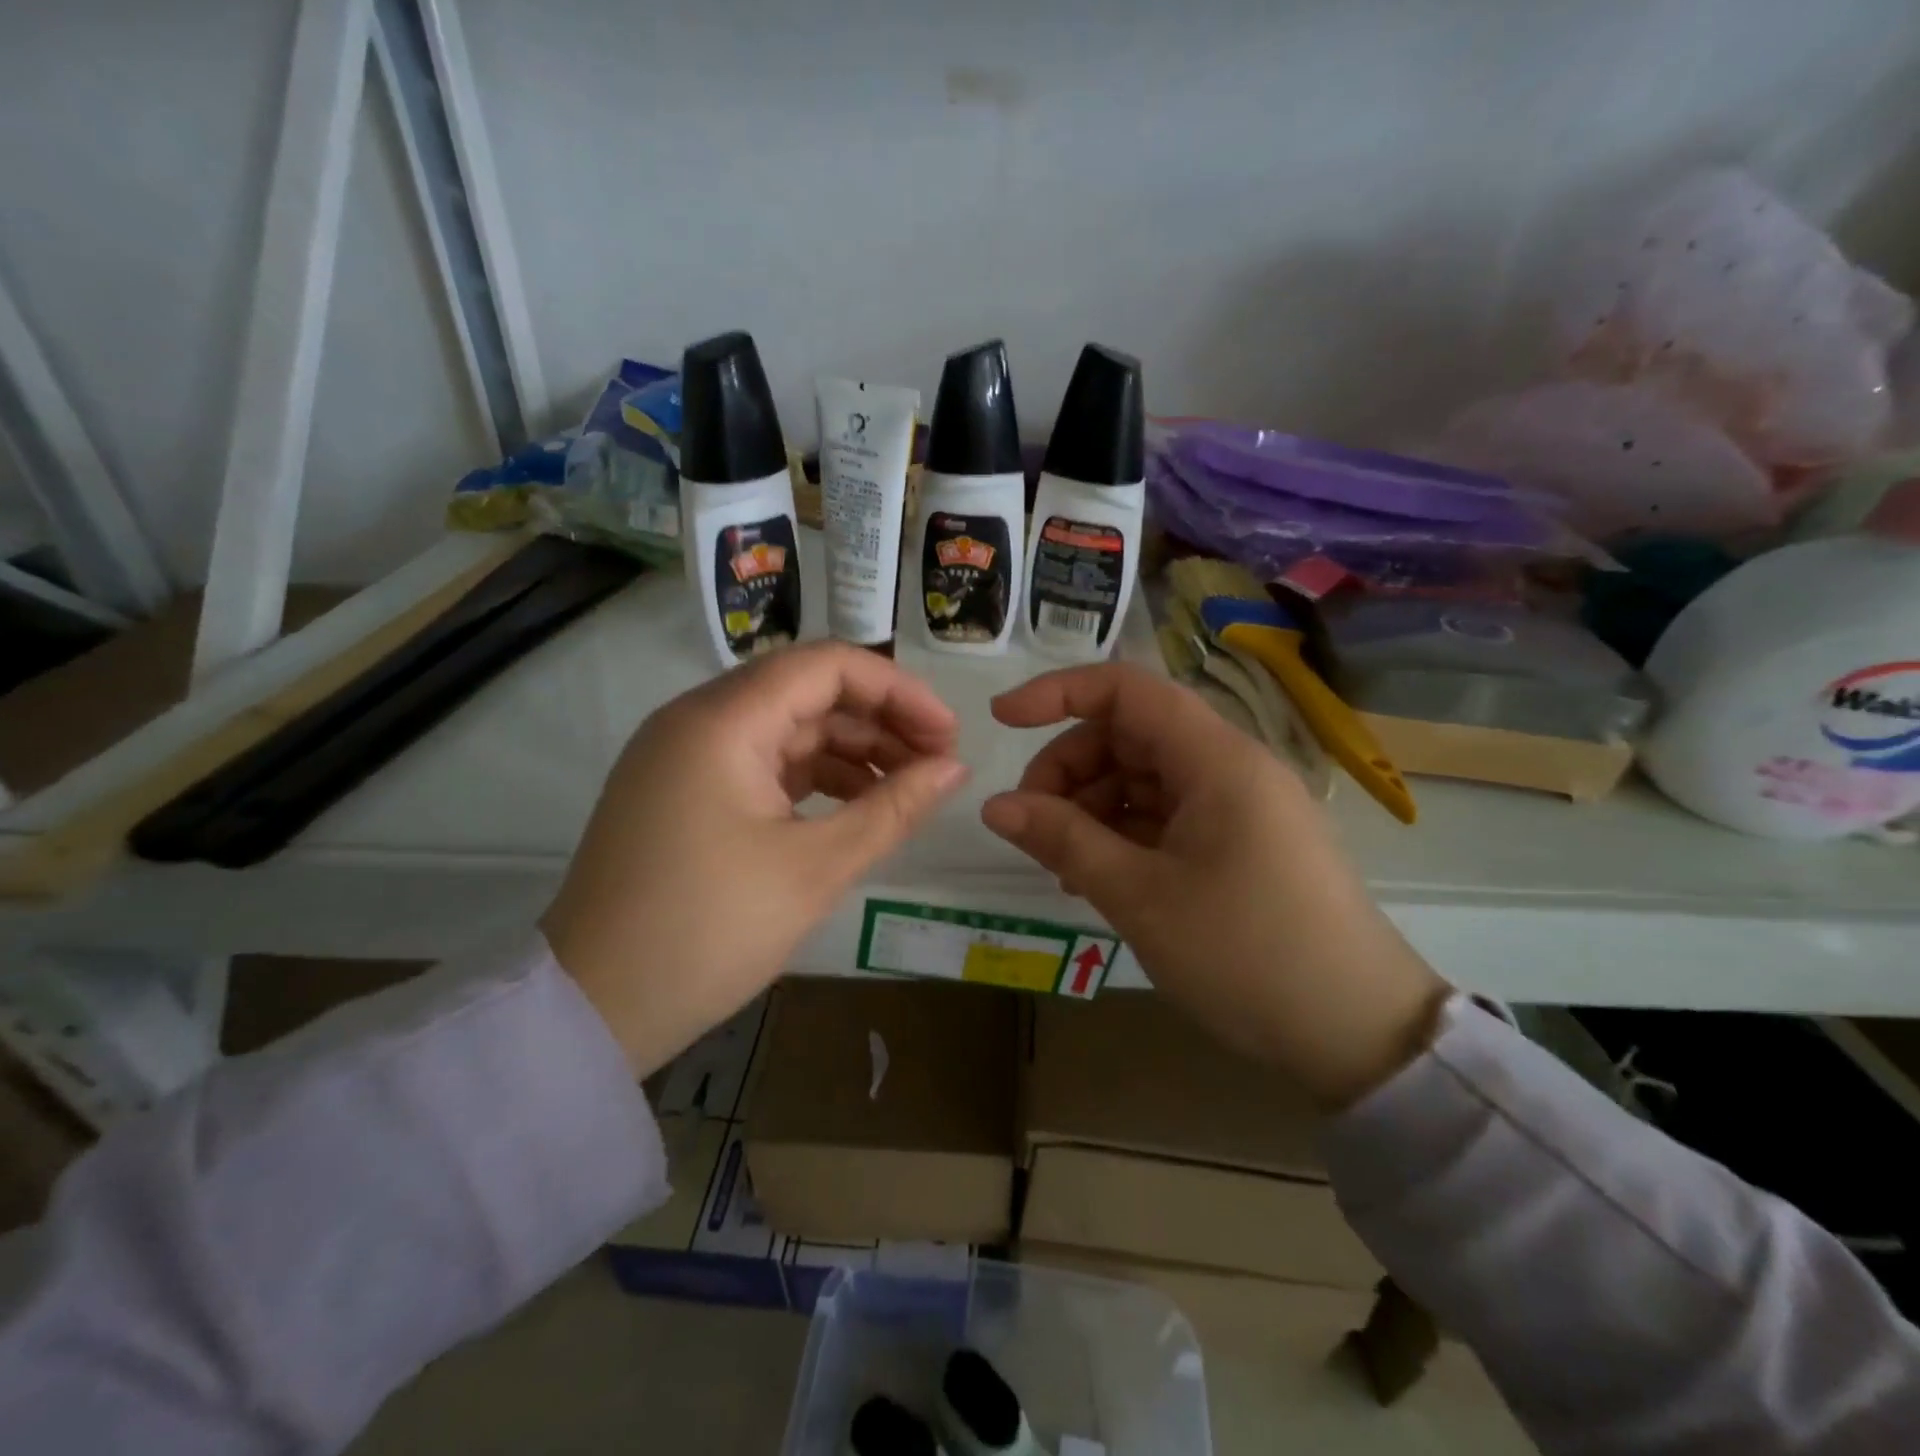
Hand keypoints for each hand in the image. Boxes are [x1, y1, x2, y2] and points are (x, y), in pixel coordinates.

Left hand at [544, 643, 968, 1075]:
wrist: (594, 1009)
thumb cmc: (708, 931)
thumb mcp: (815, 869)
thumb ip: (892, 808)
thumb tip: (954, 769)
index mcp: (723, 721)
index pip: (827, 666)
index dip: (898, 691)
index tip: (948, 735)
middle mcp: (698, 720)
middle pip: (807, 692)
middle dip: (880, 722)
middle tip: (938, 765)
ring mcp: (685, 755)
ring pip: (786, 728)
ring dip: (850, 751)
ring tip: (906, 790)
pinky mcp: (683, 791)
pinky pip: (761, 762)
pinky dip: (812, 777)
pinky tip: (854, 806)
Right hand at [981, 663, 1446, 1108]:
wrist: (1359, 1033)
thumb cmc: (1247, 953)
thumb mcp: (1140, 897)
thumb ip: (1063, 840)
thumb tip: (995, 806)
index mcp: (1216, 759)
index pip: (1127, 689)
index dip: (1058, 693)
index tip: (1002, 721)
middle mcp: (1230, 767)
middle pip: (1130, 734)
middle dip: (1070, 768)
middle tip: (1032, 825)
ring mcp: (1238, 805)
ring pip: (1144, 777)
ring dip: (1093, 807)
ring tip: (1062, 866)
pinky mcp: (1241, 842)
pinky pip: (1167, 815)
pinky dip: (1124, 834)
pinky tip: (1098, 878)